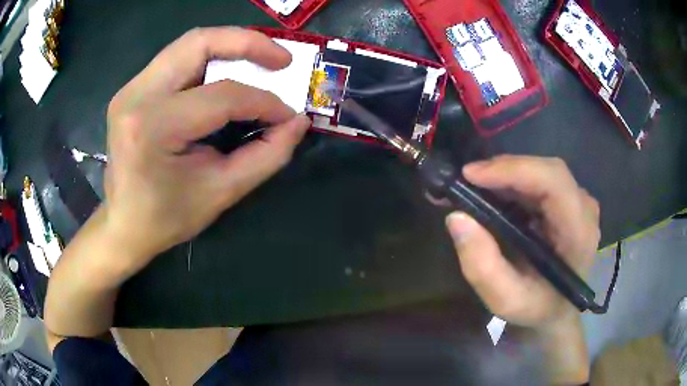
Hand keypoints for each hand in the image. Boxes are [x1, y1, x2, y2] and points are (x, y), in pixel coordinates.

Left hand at [103, 27, 309, 275]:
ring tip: (261, 60)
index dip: (264, 101)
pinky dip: (209, 59)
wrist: (122, 224)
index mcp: (154, 126)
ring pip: (189, 44)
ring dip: (230, 46)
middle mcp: (138, 95)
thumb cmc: (166, 217)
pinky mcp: (133, 89)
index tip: (289, 115)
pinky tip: (227, 73)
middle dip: (248, 43)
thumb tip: (298, 123)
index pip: (221, 96)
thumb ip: (266, 156)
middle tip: (282, 59)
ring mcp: (131, 88)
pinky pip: (177, 59)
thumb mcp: (220, 192)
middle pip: (199, 43)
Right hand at [446, 155, 599, 327]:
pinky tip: (493, 194)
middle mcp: (584, 208)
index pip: (554, 182)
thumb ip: (482, 266)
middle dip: (504, 170)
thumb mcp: (505, 300)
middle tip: (466, 181)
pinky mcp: (569, 200)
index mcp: (579, 233)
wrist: (557, 309)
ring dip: (505, 175)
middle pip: (546, 170)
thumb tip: (456, 217)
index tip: (471, 175)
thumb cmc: (536, 308)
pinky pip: (540, 179)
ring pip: (541, 171)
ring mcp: (578, 201)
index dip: (514, 170)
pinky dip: (513, 182)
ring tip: (473, 188)